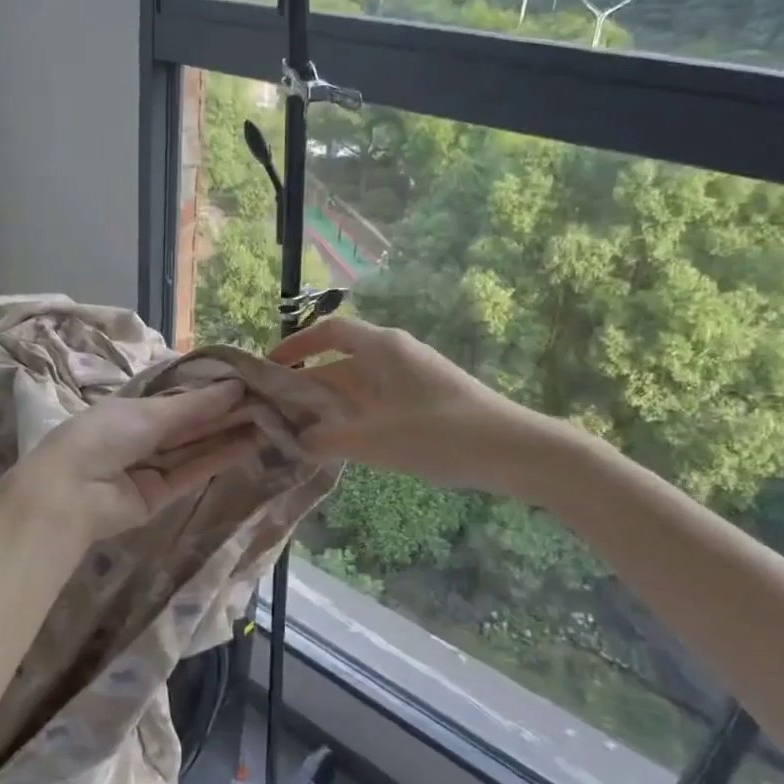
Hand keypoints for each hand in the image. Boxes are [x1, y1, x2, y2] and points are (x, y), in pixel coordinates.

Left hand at [5, 380, 260, 543]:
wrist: (70, 493)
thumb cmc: (102, 435)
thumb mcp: (148, 412)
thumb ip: (194, 405)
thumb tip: (235, 387)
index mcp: (131, 409)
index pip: (177, 397)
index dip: (209, 391)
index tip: (245, 382)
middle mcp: (142, 436)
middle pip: (190, 423)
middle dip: (225, 412)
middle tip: (267, 401)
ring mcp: (152, 467)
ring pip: (196, 447)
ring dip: (228, 434)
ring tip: (268, 421)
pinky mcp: (161, 495)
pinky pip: (193, 471)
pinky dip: (219, 457)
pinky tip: (248, 443)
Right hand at [270, 315, 556, 491]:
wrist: (511, 450)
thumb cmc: (438, 433)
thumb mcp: (374, 440)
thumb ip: (328, 440)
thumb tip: (299, 441)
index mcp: (381, 348)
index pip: (329, 332)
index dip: (297, 346)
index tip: (271, 368)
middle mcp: (394, 355)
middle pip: (339, 362)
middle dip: (308, 387)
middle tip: (278, 414)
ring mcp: (412, 377)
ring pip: (358, 386)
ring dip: (331, 407)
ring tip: (303, 434)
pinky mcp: (425, 400)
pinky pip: (377, 402)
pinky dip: (355, 418)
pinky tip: (344, 446)